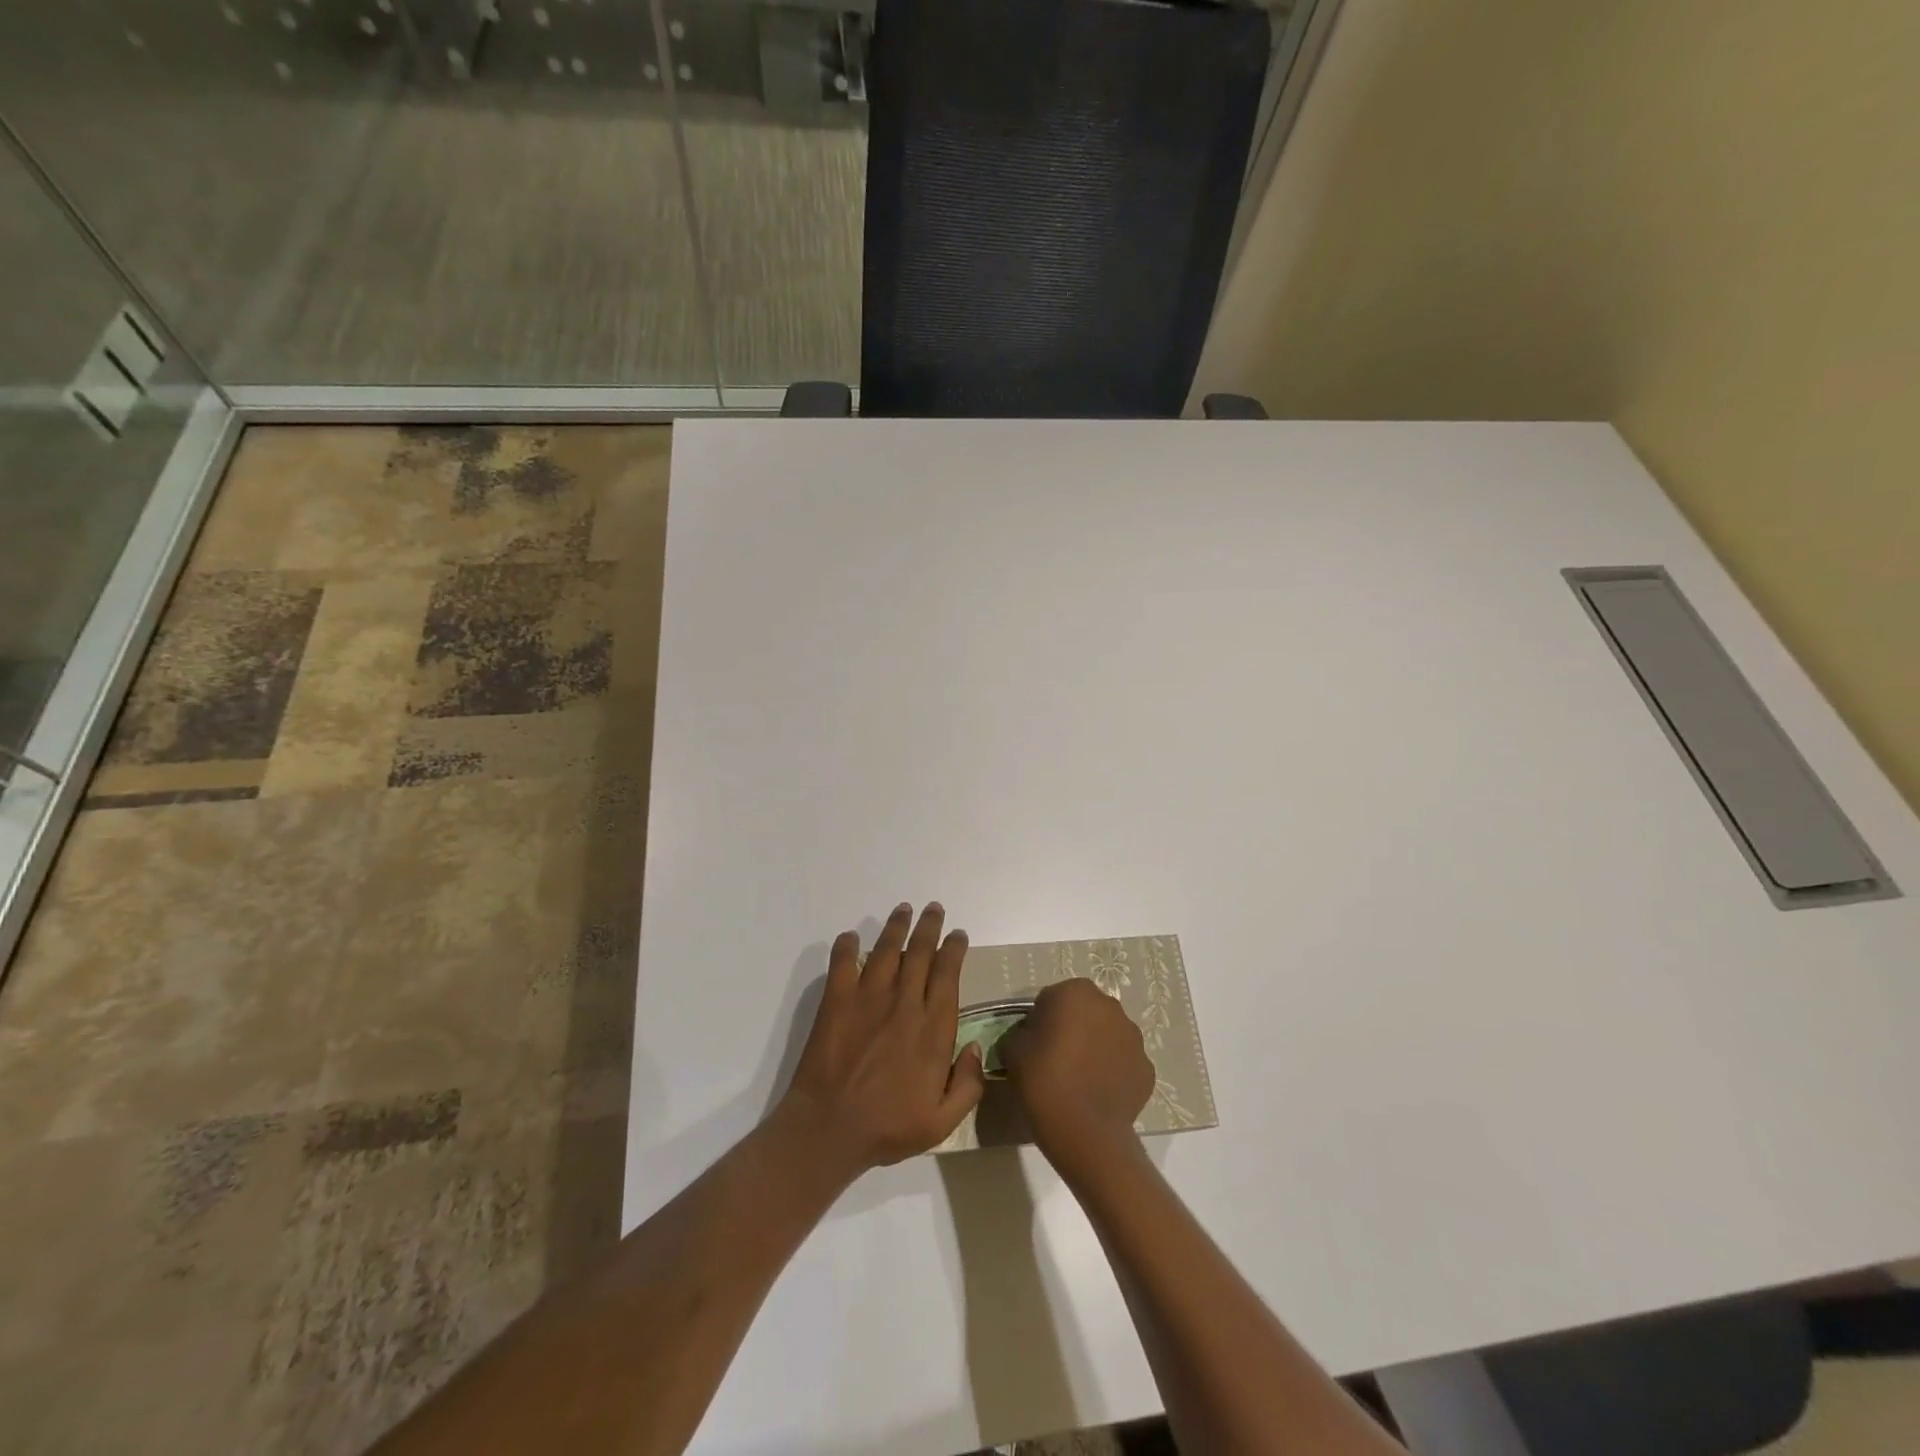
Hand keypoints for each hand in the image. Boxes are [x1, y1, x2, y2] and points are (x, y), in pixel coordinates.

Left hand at [777, 902, 984, 1176]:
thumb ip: (967, 1085)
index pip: (948, 974)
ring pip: (887, 949)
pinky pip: (843, 963)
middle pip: (920, 952)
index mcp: (932, 1028)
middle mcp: (904, 1003)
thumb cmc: (888, 1128)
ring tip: (904, 909)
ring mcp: (868, 998)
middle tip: (934, 908)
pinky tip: (852, 936)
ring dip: (897, 926)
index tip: (958, 935)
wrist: (829, 1129)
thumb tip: (975, 1047)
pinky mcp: (837, 1002)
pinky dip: (848, 946)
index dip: (954, 949)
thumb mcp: (942, 1122)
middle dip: (929, 926)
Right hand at [1000, 977, 1154, 1176]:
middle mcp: (1110, 1006)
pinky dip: (1112, 1071)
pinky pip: (1122, 1062)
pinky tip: (1097, 1093)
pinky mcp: (1146, 1067)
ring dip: (1094, 1047)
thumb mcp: (1012, 1051)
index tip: (1033, 1045)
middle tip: (1054, 1059)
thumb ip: (1019, 1033)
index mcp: (1076, 992)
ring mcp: (1134, 1037)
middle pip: (1083, 1012)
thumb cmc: (1044, 1081)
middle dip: (1071, 1028)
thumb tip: (1027, 1037)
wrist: (1086, 1133)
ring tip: (1078, 1079)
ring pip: (1107, 1035)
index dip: (1040, 1020)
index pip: (1051, 998)